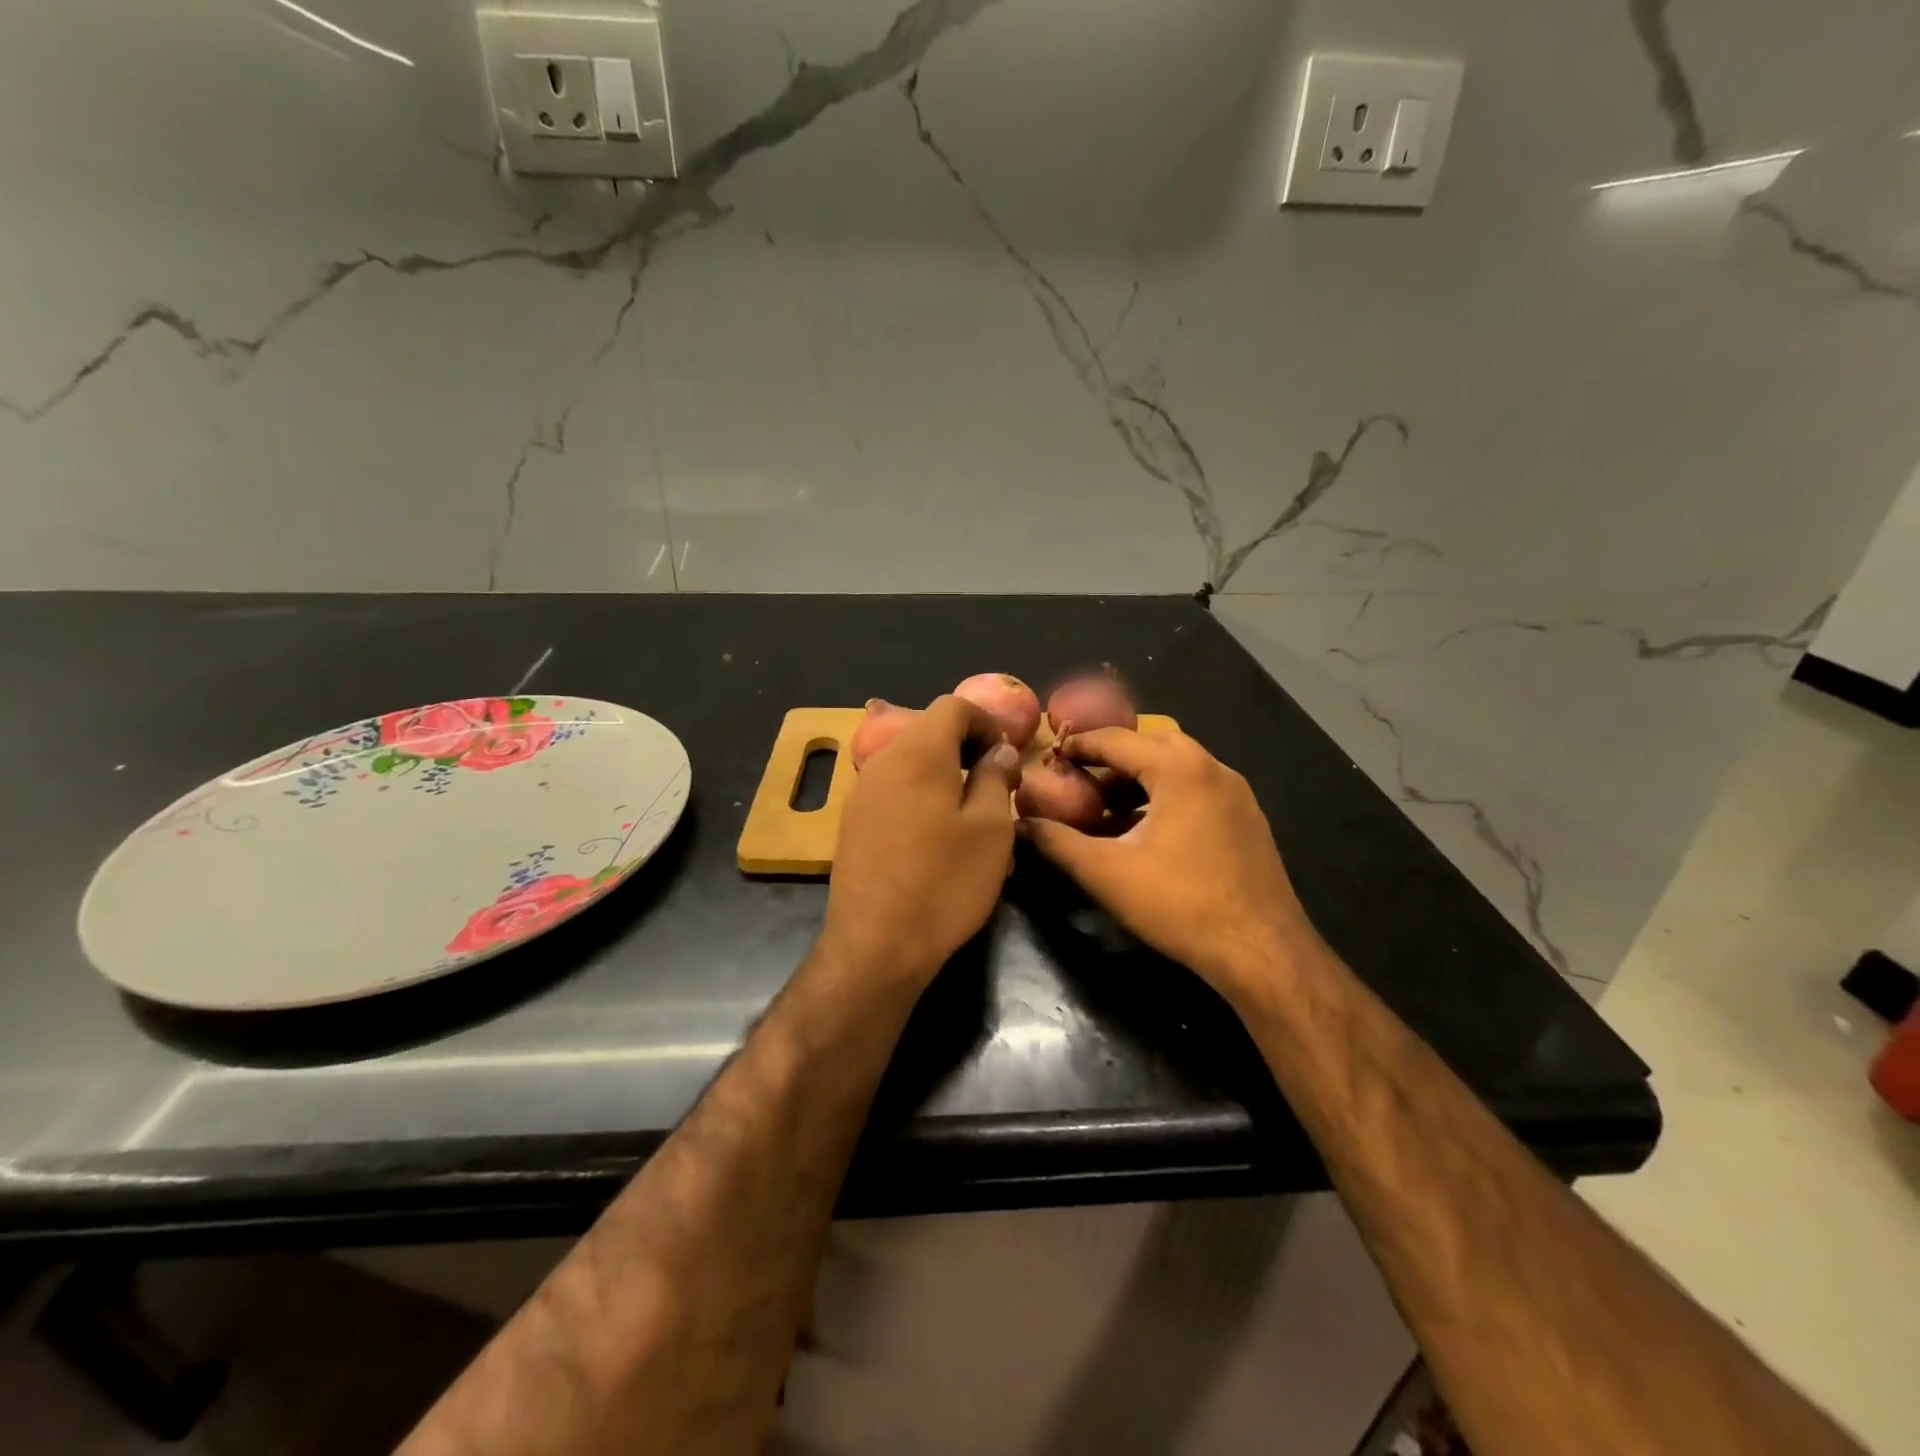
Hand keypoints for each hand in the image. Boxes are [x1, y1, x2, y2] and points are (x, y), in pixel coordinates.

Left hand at [821, 695, 1022, 984]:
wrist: (876, 944)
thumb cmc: (945, 882)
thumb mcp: (991, 829)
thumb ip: (996, 777)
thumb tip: (998, 749)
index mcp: (918, 752)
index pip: (953, 706)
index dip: (987, 720)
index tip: (1008, 753)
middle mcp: (882, 761)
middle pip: (928, 730)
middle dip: (966, 745)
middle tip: (996, 780)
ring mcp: (861, 791)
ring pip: (909, 760)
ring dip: (943, 771)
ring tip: (970, 808)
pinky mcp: (852, 821)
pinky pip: (893, 788)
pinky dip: (919, 792)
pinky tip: (935, 833)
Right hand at [1017, 727, 1316, 997]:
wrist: (1263, 951)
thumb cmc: (1180, 903)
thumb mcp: (1107, 872)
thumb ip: (1057, 842)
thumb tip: (1019, 825)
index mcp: (1179, 768)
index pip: (1116, 739)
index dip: (1079, 745)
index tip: (1050, 756)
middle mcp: (1212, 767)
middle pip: (1150, 744)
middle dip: (1111, 757)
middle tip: (1078, 776)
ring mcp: (1236, 793)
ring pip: (1177, 767)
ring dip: (1139, 777)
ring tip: (1105, 806)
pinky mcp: (1247, 819)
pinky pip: (1196, 789)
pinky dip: (1164, 795)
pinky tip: (1144, 831)